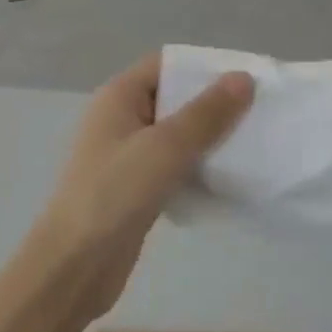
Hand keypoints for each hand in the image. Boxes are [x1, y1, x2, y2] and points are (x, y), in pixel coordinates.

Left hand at [30, 54, 253, 323]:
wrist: (74, 267)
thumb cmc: (114, 194)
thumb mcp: (164, 147)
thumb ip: (206, 113)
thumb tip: (243, 78)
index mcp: (119, 97)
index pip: (166, 65)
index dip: (204, 67)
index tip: (246, 78)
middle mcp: (121, 120)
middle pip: (174, 99)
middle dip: (214, 104)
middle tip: (258, 112)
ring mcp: (127, 157)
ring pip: (177, 136)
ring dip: (209, 139)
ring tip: (253, 143)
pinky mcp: (136, 189)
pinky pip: (174, 167)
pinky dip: (198, 168)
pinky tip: (228, 179)